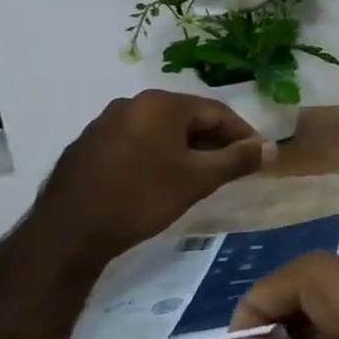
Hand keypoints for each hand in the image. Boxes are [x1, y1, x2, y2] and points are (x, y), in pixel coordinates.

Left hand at [26, 90, 272, 270]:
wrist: (67, 234)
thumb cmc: (141, 199)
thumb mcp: (199, 179)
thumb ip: (238, 159)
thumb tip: (271, 148)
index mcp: (161, 104)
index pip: (216, 112)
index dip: (243, 134)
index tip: (258, 157)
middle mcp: (132, 103)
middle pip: (188, 118)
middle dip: (214, 141)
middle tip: (232, 167)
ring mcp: (105, 123)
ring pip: (161, 131)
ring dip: (186, 149)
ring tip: (200, 176)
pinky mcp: (87, 146)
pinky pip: (136, 142)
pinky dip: (157, 155)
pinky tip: (161, 180)